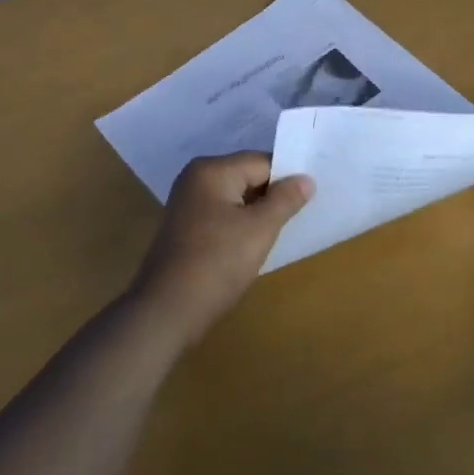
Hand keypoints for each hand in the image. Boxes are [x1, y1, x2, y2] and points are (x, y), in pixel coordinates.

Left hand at [130, 153, 314, 348]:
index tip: (308, 201)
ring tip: (277, 234)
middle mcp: (195, 178)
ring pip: (235, 198)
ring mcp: (186, 203)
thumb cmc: (216, 264)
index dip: (286, 180)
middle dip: (271, 196)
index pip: (262, 162)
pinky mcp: (184, 227)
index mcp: (212, 170)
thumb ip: (285, 200)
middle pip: (247, 176)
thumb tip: (306, 178)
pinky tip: (250, 247)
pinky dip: (238, 225)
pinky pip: (221, 215)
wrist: (165, 312)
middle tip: (296, 219)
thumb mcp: (260, 229)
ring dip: (256, 214)